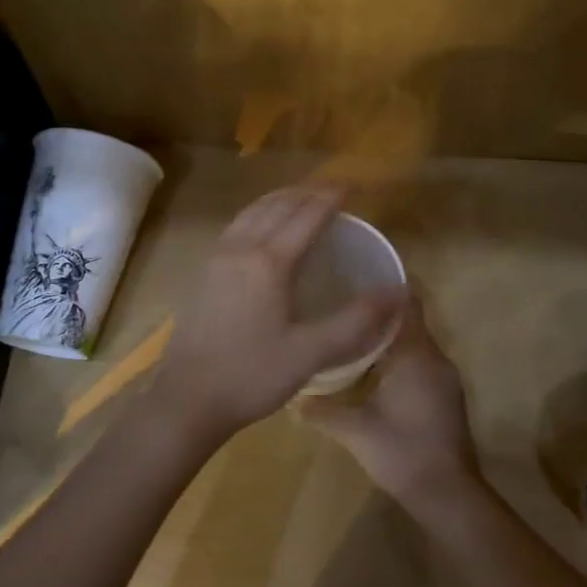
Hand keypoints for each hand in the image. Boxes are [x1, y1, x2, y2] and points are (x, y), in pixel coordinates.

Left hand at [147, 183, 404, 446]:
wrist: (187, 400)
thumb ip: (356, 320)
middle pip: (277, 206)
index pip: (306, 216)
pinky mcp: (204, 274)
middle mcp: (240, 249)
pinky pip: (236, 227)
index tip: (352, 186)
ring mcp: (217, 259)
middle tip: (332, 191)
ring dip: (279, 199)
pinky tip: (263, 229)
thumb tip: (398, 292)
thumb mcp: (311, 353)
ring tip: (301, 199)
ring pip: (251, 213)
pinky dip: (258, 214)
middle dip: (306, 192)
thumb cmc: (252, 376)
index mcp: (268, 262)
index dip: (331, 198)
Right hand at [300, 297, 481, 514]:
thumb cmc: (402, 452)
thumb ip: (322, 410)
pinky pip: (421, 361)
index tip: (356, 277)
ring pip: (415, 343)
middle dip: (380, 312)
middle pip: (409, 321)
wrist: (447, 494)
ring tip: (353, 331)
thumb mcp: (355, 430)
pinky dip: (399, 357)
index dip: (385, 288)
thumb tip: (293, 398)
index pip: (407, 304)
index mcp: (415, 355)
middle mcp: (435, 358)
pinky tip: (373, 368)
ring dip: (390, 336)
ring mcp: (444, 378)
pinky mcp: (446, 396)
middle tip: (344, 303)